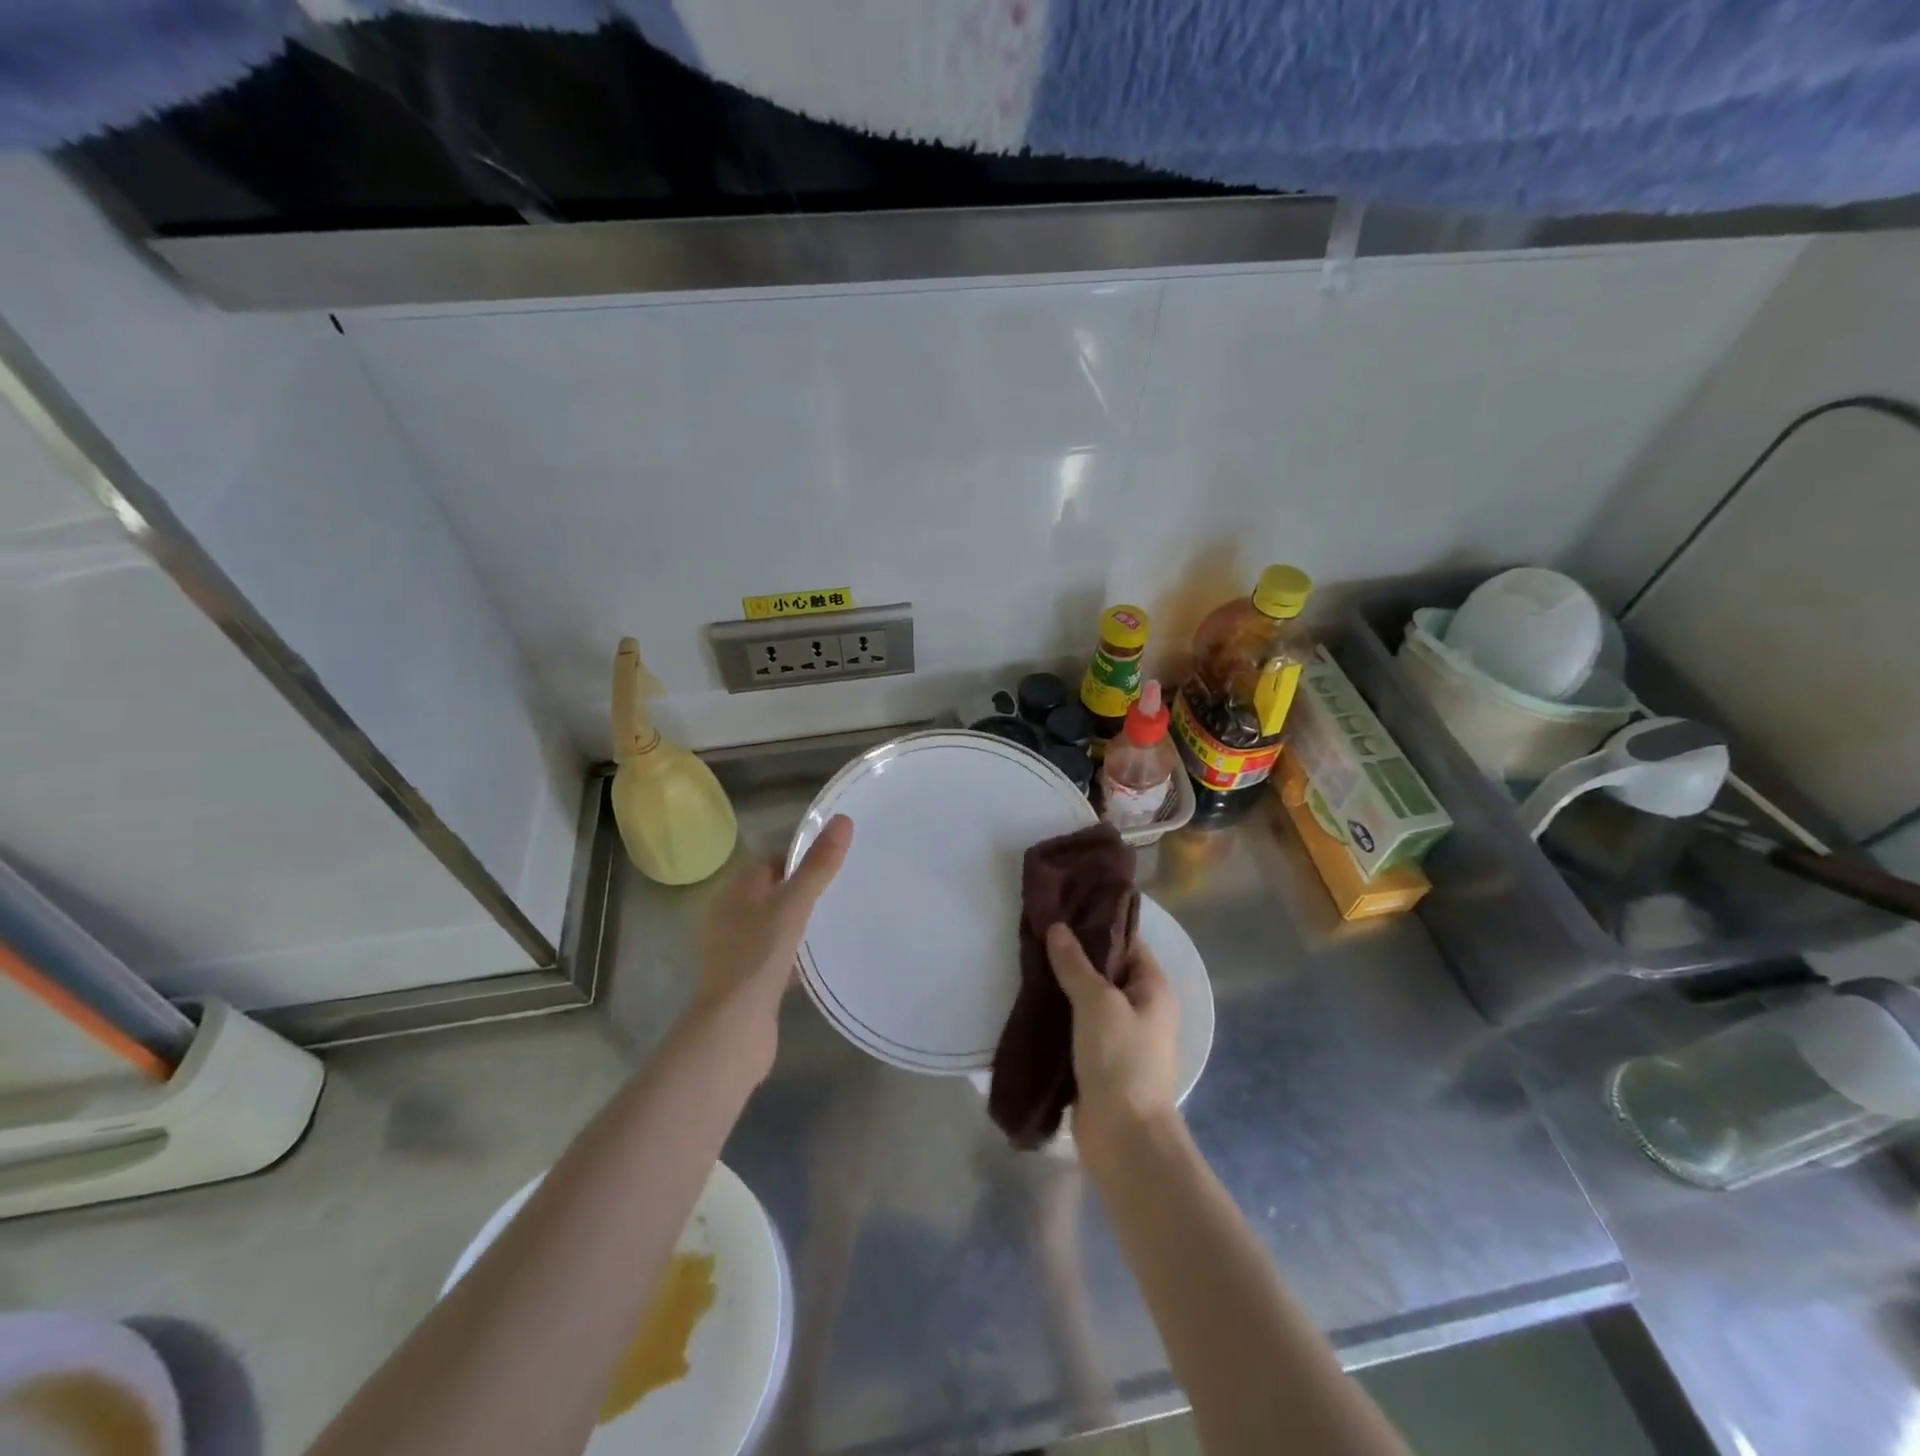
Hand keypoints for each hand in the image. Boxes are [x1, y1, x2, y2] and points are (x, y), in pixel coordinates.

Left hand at [692, 815, 851, 1064]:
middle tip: (845, 886)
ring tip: (841, 918)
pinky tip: (823, 958)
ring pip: (778, 925)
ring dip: (803, 922)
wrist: (734, 1030)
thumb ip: (817, 867)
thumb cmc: (758, 958)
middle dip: (806, 889)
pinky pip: (780, 955)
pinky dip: (799, 953)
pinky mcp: (751, 980)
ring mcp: (740, 951)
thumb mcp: (792, 906)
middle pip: (775, 892)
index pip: (771, 861)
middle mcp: (732, 918)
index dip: (801, 856)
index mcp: (735, 893)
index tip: (836, 859)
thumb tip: (842, 820)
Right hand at [1045, 922, 1180, 1151]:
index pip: (1126, 942)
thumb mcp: (1097, 1003)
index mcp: (1153, 989)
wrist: (1125, 1139)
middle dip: (1074, 955)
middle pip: (1106, 970)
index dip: (1097, 924)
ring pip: (1090, 1000)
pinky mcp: (1101, 1062)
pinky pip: (1079, 1027)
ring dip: (1064, 986)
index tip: (1062, 910)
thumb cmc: (1120, 1061)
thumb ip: (1076, 964)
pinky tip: (1032, 1004)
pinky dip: (1060, 1016)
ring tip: (1028, 963)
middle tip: (1037, 934)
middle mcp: (1142, 1009)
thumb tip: (1058, 928)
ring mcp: (1122, 1038)